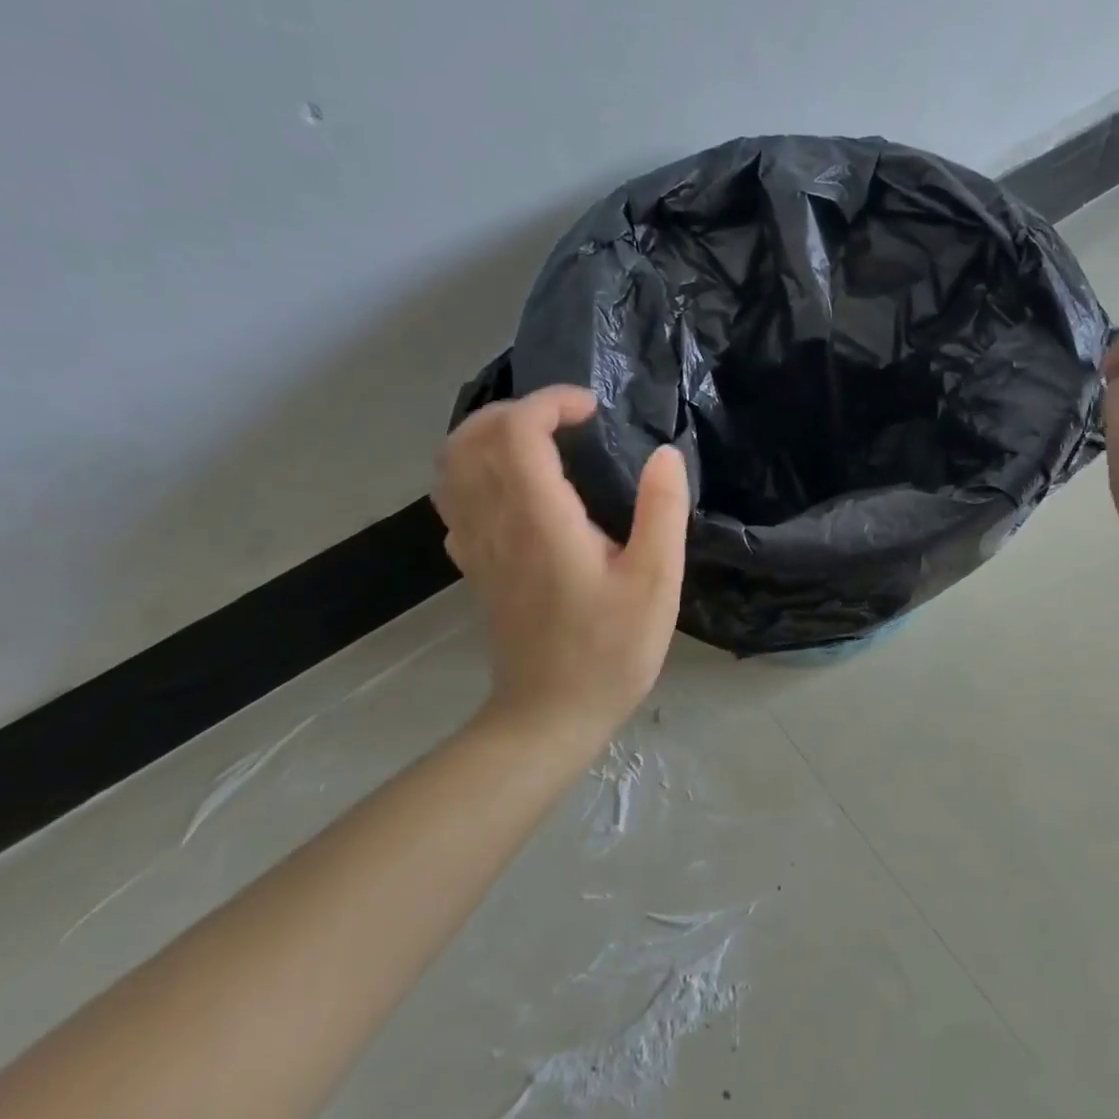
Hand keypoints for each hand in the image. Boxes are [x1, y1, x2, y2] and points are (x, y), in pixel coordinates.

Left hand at [433, 387, 689, 743]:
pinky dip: (477, 472)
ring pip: (452, 467)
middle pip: (471, 438)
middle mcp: (496, 523)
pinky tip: (517, 488)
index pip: (517, 431)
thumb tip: (665, 454)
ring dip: (488, 436)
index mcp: (540, 519)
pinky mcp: (475, 566)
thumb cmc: (610, 650)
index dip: (550, 402)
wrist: (549, 715)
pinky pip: (455, 499)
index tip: (592, 410)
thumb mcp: (656, 582)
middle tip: (565, 420)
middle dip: (515, 409)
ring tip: (538, 442)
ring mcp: (476, 546)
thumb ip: (662, 511)